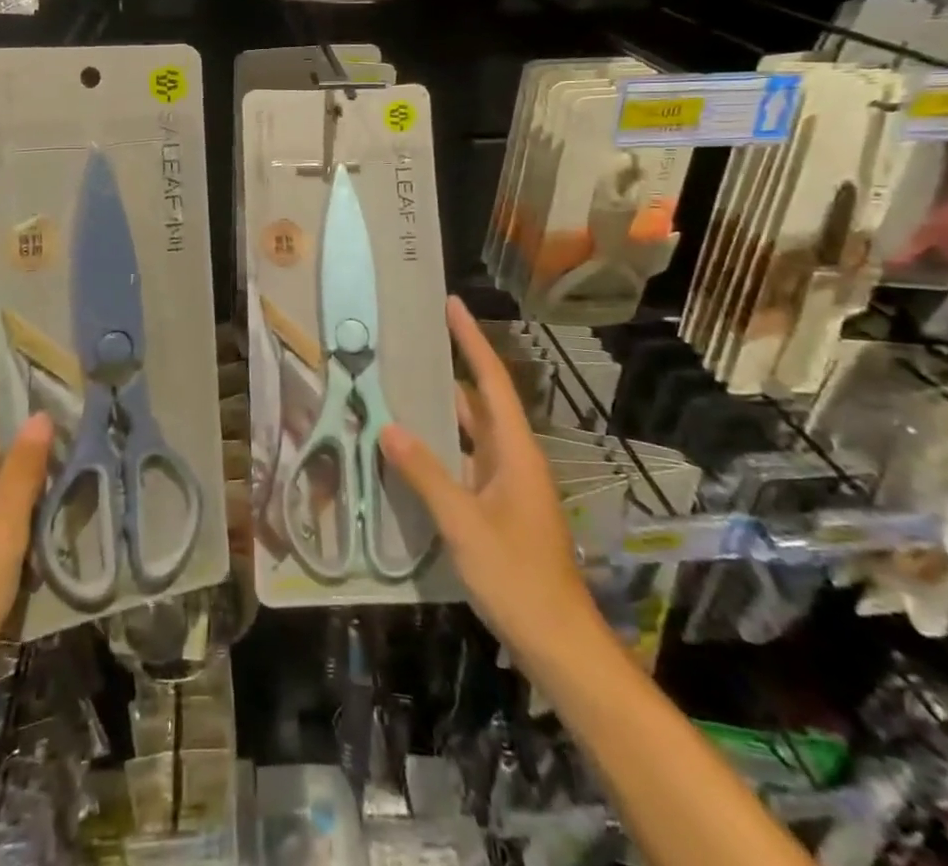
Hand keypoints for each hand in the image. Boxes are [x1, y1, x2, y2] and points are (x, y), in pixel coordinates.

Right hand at [379, 297, 592, 663]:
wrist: (559, 642)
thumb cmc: (517, 576)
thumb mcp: (464, 523)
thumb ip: (426, 473)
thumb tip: (389, 426)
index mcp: (515, 450)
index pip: (491, 381)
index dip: (472, 340)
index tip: (452, 305)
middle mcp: (513, 458)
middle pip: (480, 401)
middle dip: (449, 370)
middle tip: (409, 346)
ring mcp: (507, 485)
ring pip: (470, 435)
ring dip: (441, 413)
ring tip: (399, 389)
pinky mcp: (498, 508)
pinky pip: (465, 463)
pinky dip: (440, 450)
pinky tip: (409, 452)